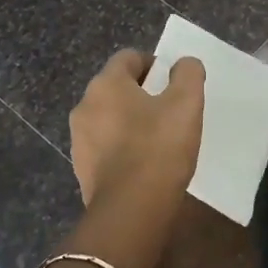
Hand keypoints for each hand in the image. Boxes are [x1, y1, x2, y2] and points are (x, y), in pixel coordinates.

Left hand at [69, 49, 204, 211]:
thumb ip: (188, 74)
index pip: (129, 57)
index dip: (154, 65)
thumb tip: (184, 63)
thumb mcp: (186, 104)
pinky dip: (122, 147)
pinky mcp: (82, 168)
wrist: (132, 209)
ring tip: (158, 139)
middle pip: (116, 88)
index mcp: (106, 84)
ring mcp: (79, 139)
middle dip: (142, 94)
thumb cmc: (159, 148)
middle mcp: (84, 106)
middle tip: (170, 111)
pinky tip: (143, 163)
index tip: (173, 84)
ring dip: (131, 121)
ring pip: (109, 118)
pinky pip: (105, 146)